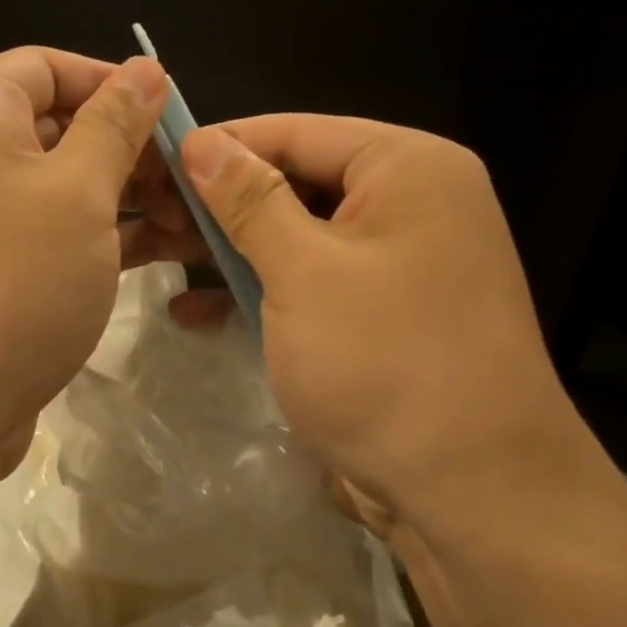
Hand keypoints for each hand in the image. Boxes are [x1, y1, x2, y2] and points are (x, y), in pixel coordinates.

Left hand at [0, 47, 193, 494]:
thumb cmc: (12, 280)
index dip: (112, 83)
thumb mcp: (80, 192)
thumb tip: (144, 68)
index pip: (47, 67)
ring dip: (123, 198)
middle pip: (57, 126)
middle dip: (128, 149)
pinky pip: (47, 232)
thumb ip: (116, 123)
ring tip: (188, 224)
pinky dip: (97, 236)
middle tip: (191, 185)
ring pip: (59, 186)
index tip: (172, 119)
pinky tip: (156, 254)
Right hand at [179, 115, 599, 540]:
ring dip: (234, 249)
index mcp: (409, 168)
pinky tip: (198, 312)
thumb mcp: (304, 271)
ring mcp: (401, 261)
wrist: (475, 494)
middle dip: (222, 203)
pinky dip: (263, 290)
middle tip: (151, 218)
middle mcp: (413, 203)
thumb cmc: (385, 362)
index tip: (154, 162)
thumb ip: (249, 200)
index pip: (297, 132)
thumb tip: (202, 141)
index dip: (223, 145)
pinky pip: (315, 281)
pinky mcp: (386, 313)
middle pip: (298, 181)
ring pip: (301, 235)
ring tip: (162, 256)